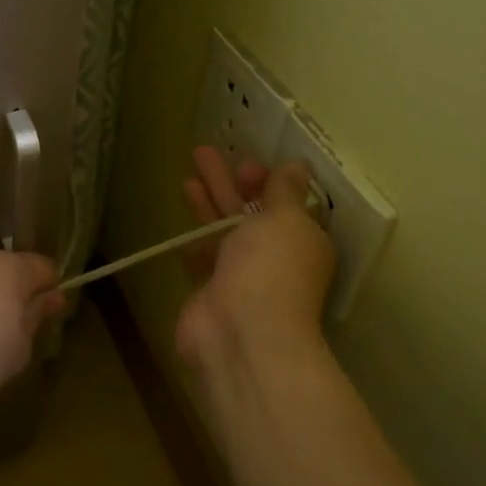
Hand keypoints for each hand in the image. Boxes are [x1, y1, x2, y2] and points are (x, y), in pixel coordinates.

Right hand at [177, 147, 335, 369]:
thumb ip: (284, 191)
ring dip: (208, 203)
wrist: (240, 333)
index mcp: (303, 239)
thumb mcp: (285, 220)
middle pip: (250, 211)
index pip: (286, 202)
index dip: (266, 180)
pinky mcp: (212, 289)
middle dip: (229, 182)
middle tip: (202, 152)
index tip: (244, 164)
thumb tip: (297, 166)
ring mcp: (242, 274)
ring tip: (187, 175)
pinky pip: (204, 255)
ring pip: (223, 230)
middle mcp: (275, 256)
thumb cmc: (271, 268)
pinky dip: (195, 236)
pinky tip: (182, 220)